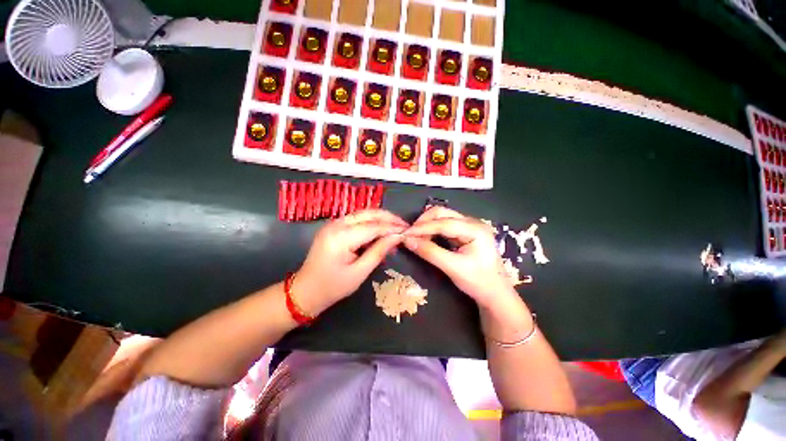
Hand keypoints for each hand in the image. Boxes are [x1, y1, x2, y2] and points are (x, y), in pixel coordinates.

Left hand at [294, 209, 407, 314]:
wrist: (306, 290)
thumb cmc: (333, 286)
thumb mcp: (360, 272)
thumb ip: (379, 251)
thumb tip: (397, 237)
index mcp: (341, 237)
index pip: (373, 226)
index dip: (392, 227)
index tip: (408, 230)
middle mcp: (336, 224)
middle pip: (368, 214)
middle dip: (388, 218)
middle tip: (404, 225)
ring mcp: (333, 223)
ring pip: (363, 214)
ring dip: (381, 219)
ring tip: (395, 228)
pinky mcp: (334, 226)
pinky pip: (357, 219)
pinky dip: (371, 223)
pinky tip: (380, 231)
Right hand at [403, 207, 518, 308]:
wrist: (495, 293)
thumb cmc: (478, 282)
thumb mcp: (453, 268)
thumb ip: (430, 252)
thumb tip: (407, 240)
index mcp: (475, 229)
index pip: (443, 223)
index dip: (422, 227)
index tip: (405, 234)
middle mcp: (473, 222)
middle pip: (442, 213)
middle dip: (424, 222)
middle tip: (410, 235)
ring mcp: (469, 225)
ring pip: (442, 217)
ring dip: (427, 225)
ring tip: (416, 237)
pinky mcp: (465, 231)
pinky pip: (444, 224)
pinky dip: (432, 229)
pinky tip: (425, 237)